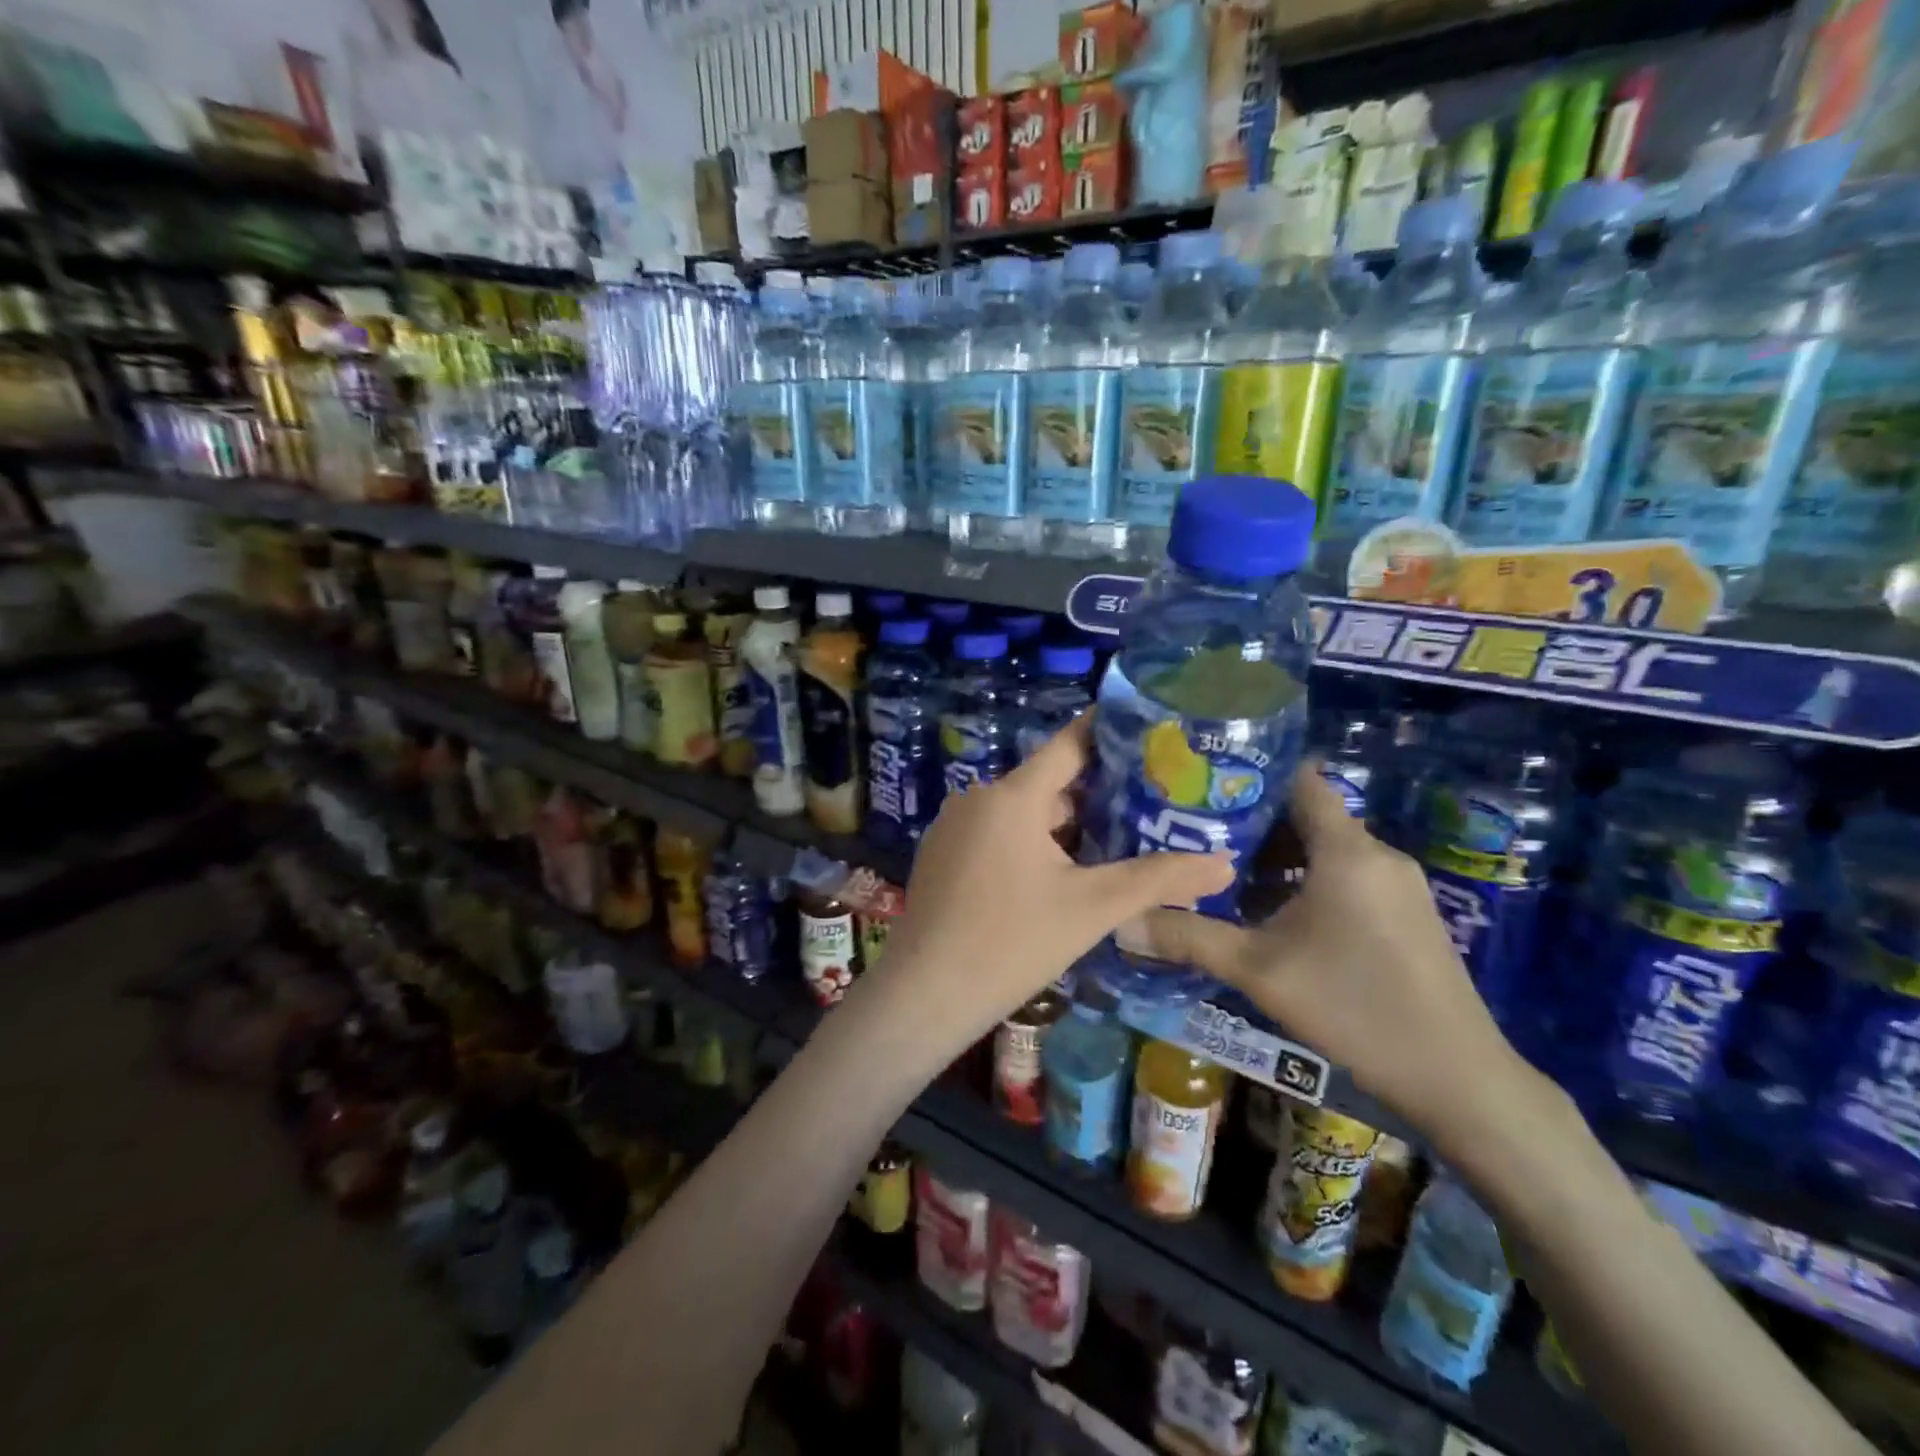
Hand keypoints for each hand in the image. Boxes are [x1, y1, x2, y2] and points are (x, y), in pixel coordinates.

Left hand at [876, 714, 1232, 1053]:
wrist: (925, 994)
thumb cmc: (1011, 942)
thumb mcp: (1091, 908)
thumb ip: (1158, 880)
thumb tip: (1225, 863)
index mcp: (1012, 796)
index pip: (1069, 745)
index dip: (1109, 733)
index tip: (1148, 727)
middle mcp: (979, 798)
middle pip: (1049, 783)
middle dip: (1098, 792)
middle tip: (1151, 800)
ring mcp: (955, 826)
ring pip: (1024, 813)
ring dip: (1066, 824)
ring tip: (1118, 837)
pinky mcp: (943, 854)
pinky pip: (998, 834)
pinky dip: (1033, 843)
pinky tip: (1063, 871)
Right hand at [1142, 767, 1537, 1141]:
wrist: (1458, 1078)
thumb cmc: (1353, 1007)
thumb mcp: (1258, 970)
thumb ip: (1188, 938)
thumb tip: (1121, 921)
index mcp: (1346, 850)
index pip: (1298, 781)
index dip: (1251, 776)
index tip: (1202, 784)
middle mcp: (1376, 854)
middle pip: (1307, 817)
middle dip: (1250, 824)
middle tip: (1194, 833)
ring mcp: (1398, 885)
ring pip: (1325, 851)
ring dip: (1276, 858)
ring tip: (1220, 872)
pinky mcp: (1407, 914)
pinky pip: (1346, 877)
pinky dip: (1306, 881)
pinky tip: (1270, 914)